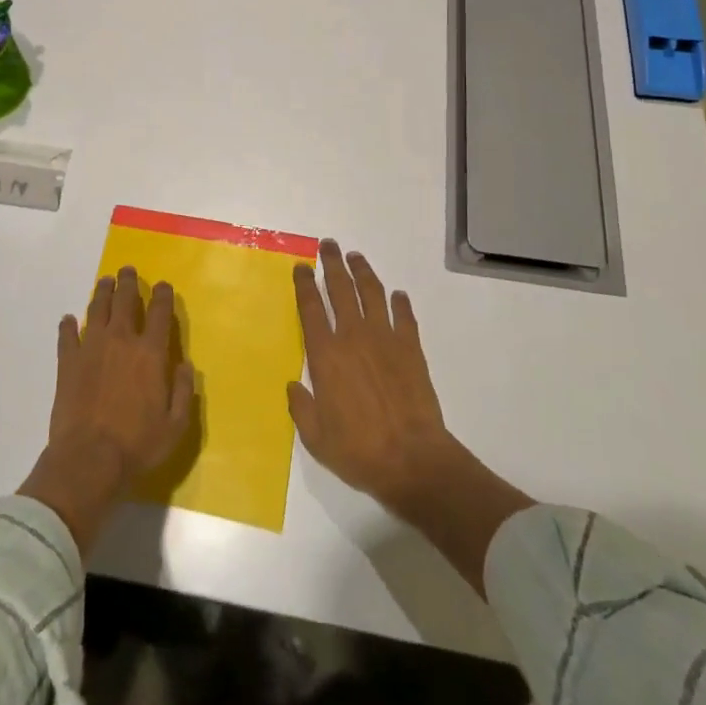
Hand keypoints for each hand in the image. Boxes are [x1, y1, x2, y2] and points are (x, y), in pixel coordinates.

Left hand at [19, 267, 193, 551]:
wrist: (88, 460)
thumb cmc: (137, 445)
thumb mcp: (175, 426)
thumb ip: (184, 391)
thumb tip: (185, 365)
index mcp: (150, 353)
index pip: (159, 312)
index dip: (162, 295)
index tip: (162, 285)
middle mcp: (120, 340)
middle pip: (124, 300)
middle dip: (127, 282)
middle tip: (126, 271)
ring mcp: (90, 347)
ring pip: (96, 308)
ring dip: (101, 292)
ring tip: (104, 282)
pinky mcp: (67, 362)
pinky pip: (66, 335)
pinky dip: (67, 325)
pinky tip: (68, 320)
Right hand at [289, 240, 532, 593]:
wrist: (412, 460)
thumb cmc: (358, 451)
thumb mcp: (316, 437)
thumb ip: (301, 407)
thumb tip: (293, 385)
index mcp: (326, 355)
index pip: (311, 308)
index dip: (304, 284)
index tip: (300, 266)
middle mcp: (353, 337)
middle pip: (340, 289)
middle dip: (332, 263)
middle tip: (328, 244)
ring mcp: (385, 339)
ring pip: (372, 293)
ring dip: (363, 272)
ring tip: (356, 257)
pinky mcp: (411, 349)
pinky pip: (404, 316)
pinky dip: (400, 302)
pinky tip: (397, 295)